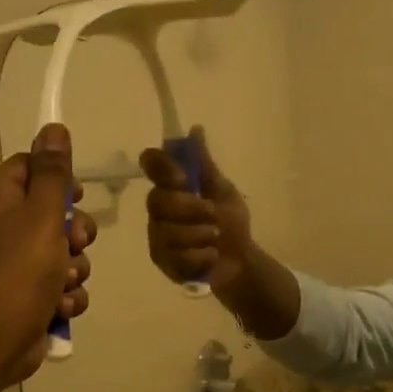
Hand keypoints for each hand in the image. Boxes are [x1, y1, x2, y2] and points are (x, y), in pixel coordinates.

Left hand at [0, 123, 95, 389]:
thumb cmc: (17, 272)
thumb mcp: (40, 215)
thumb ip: (52, 174)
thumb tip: (53, 127)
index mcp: (1, 203)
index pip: (27, 168)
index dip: (55, 175)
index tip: (75, 190)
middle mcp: (7, 231)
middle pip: (54, 214)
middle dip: (76, 231)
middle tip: (75, 242)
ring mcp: (19, 267)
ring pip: (66, 255)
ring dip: (75, 269)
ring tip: (63, 283)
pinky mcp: (32, 299)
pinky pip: (64, 287)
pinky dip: (67, 297)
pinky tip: (60, 307)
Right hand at [138, 128, 253, 291]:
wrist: (241, 260)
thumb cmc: (231, 222)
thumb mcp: (223, 190)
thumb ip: (205, 165)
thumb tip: (195, 129)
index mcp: (171, 186)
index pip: (151, 163)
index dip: (163, 168)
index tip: (182, 178)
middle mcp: (158, 209)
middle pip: (157, 200)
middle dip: (191, 209)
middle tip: (213, 214)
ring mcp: (157, 237)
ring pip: (168, 232)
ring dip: (200, 235)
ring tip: (214, 239)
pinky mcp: (163, 262)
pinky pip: (176, 257)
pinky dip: (201, 257)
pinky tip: (210, 256)